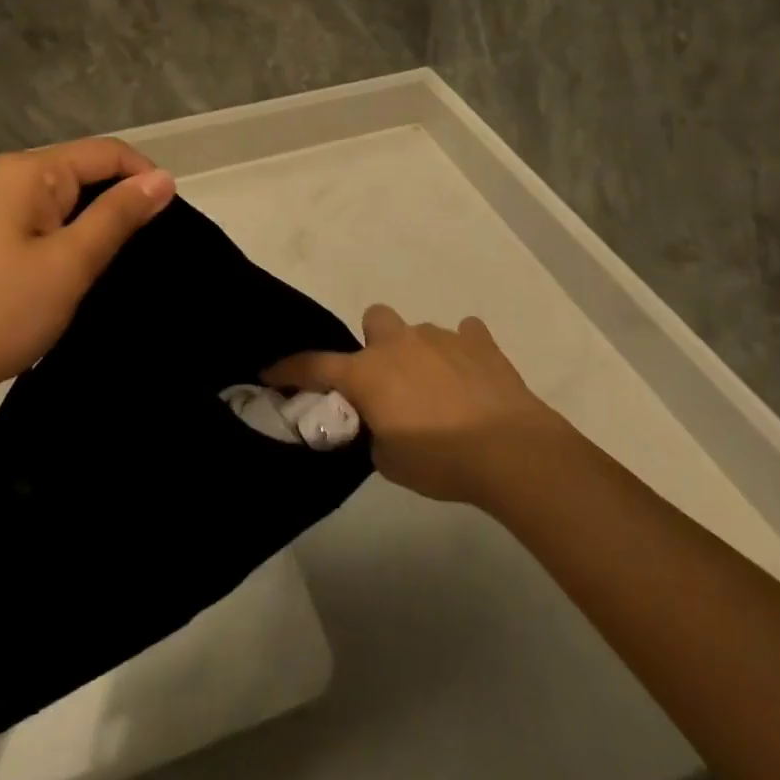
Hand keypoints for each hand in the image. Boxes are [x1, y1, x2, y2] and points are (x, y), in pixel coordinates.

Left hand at [0, 138, 174, 406]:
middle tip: (146, 253)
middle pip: (83, 173)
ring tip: (115, 268)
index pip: (107, 153)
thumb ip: (118, 215)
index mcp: (29, 171)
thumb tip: (163, 177)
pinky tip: (74, 276)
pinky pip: (40, 224)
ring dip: (93, 228)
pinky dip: (65, 243)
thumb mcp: (70, 263)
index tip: (171, 223)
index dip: (145, 179)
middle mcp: (7, 177)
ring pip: (63, 202)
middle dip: (119, 205)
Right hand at [264, 305, 567, 506]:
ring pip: (418, 331)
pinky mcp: (480, 342)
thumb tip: (383, 422)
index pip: (316, 366)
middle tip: (388, 380)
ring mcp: (441, 337)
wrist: (509, 450)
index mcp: (369, 372)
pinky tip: (471, 377)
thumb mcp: (391, 461)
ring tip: (438, 391)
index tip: (270, 370)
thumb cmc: (440, 460)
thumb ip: (376, 433)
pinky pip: (466, 335)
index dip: (290, 369)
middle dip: (375, 344)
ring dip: (420, 354)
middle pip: (374, 319)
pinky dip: (464, 351)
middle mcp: (400, 343)